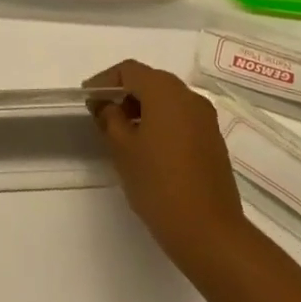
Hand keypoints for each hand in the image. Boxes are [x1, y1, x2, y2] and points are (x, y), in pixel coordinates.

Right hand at [86, 60, 249, 271]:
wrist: (209, 231)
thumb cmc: (159, 185)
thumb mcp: (123, 150)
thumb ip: (110, 119)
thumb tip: (107, 105)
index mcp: (166, 92)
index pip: (130, 70)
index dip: (105, 80)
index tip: (87, 98)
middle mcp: (189, 97)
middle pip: (151, 81)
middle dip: (124, 92)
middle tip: (102, 114)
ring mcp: (205, 118)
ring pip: (168, 99)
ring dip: (143, 108)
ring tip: (121, 133)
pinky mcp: (213, 139)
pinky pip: (181, 117)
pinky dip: (161, 121)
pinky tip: (147, 147)